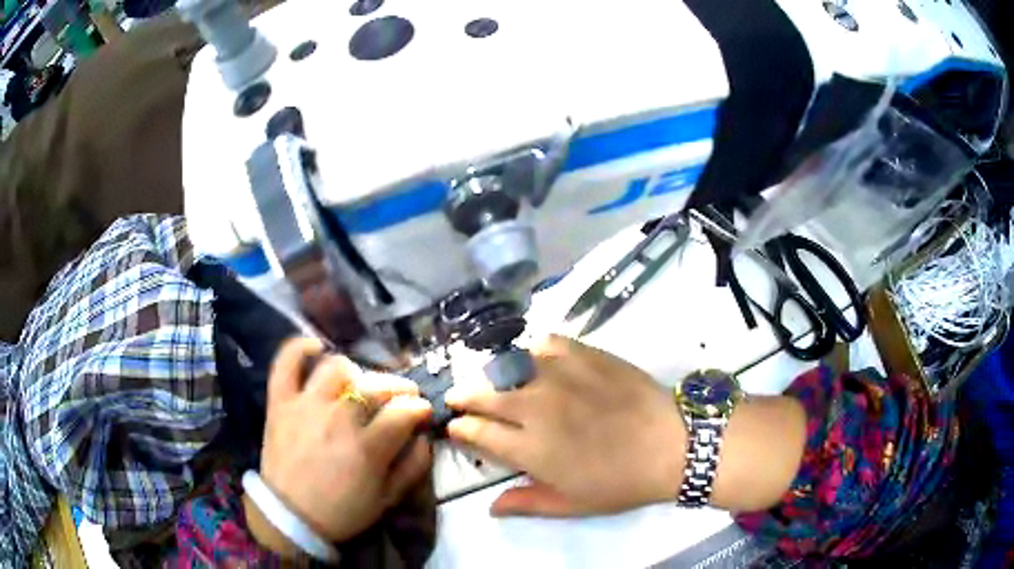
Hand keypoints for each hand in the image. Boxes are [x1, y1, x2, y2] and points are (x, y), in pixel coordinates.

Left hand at [248, 338, 432, 552]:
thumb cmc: (342, 511)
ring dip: (356, 373)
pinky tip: (316, 347)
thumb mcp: (388, 499)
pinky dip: (299, 348)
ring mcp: (305, 405)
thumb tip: (425, 437)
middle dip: (399, 387)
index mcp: (367, 447)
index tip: (423, 412)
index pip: (404, 412)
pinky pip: (286, 362)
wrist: (290, 516)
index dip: (420, 409)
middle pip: (376, 386)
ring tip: (360, 385)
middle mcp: (337, 418)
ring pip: (337, 368)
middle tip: (402, 396)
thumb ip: (413, 467)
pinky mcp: (280, 401)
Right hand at [445, 335, 685, 517]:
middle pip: (484, 395)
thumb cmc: (621, 482)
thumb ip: (527, 502)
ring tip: (496, 381)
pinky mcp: (584, 355)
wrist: (671, 445)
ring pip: (509, 366)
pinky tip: (538, 361)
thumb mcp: (572, 504)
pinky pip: (546, 343)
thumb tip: (490, 507)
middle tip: (458, 398)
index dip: (460, 429)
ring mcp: (559, 376)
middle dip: (463, 397)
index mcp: (528, 447)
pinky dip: (534, 351)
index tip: (456, 428)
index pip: (477, 432)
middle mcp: (534, 406)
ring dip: (495, 375)